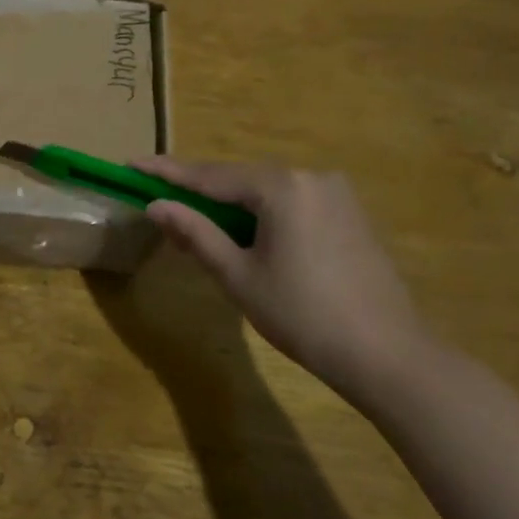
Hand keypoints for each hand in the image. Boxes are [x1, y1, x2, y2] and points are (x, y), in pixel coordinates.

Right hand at [131, 157, 435, 403]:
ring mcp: (336, 193)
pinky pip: (292, 202)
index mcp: (281, 187)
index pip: (210, 175)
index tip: (132, 163)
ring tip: (199, 219)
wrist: (387, 354)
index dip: (167, 171)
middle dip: (200, 189)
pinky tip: (248, 233)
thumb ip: (196, 233)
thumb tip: (156, 206)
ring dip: (232, 203)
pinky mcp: (351, 214)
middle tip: (161, 198)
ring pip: (267, 190)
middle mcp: (310, 177)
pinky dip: (263, 212)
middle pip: (240, 178)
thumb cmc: (302, 315)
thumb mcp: (238, 275)